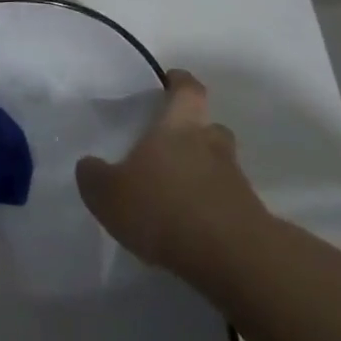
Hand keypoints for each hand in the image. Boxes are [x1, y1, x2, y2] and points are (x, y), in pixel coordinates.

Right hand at [75, 70, 268, 284]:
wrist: (233, 259)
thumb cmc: (163, 209)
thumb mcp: (108, 193)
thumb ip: (94, 175)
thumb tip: (90, 165)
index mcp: (178, 128)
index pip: (188, 90)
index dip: (179, 82)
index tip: (170, 80)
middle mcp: (211, 146)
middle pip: (209, 127)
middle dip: (193, 132)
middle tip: (169, 144)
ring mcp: (236, 182)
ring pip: (220, 165)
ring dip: (203, 172)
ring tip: (176, 190)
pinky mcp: (250, 217)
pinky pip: (227, 201)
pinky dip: (211, 206)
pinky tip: (190, 226)